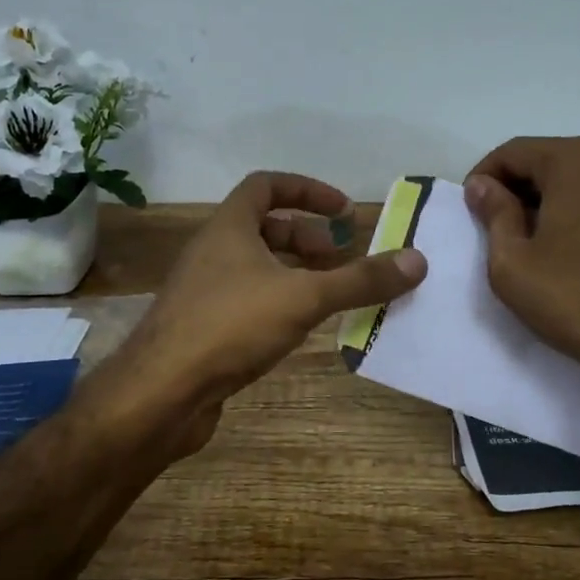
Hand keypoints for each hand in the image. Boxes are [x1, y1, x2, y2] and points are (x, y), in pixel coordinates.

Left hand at [102, 172, 426, 453]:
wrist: (161, 393)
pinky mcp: (202, 328)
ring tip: (328, 293)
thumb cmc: (230, 327)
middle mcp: (211, 252)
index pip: (266, 186)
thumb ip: (359, 280)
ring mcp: (203, 291)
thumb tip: (417, 260)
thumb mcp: (303, 298)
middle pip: (262, 228)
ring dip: (293, 272)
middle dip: (306, 237)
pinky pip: (247, 300)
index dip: (307, 190)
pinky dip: (277, 302)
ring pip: (255, 267)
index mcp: (228, 228)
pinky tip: (299, 328)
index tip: (343, 211)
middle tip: (340, 257)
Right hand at [465, 137, 579, 385]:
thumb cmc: (577, 301)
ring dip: (572, 200)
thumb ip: (494, 213)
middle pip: (561, 161)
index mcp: (578, 160)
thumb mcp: (513, 264)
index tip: (474, 205)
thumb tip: (483, 185)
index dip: (486, 175)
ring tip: (560, 240)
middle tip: (512, 226)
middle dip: (530, 187)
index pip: (516, 151)